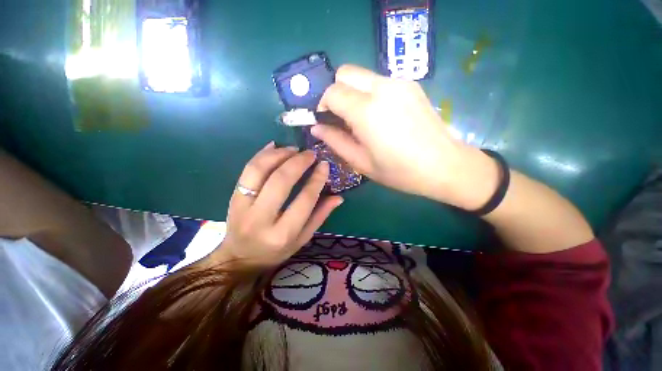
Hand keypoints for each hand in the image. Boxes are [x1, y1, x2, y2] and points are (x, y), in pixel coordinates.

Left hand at [215, 142, 342, 267]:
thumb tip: (339, 197)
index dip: (316, 179)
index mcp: (283, 234)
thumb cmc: (276, 251)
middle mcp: (261, 220)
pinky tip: (274, 147)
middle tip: (310, 153)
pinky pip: (246, 170)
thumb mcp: (303, 239)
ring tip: (293, 149)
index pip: (304, 200)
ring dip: (279, 155)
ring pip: (259, 171)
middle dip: (298, 162)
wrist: (240, 258)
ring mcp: (242, 207)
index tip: (324, 164)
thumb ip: (320, 216)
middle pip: (280, 181)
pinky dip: (262, 155)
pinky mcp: (232, 197)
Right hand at [312, 65, 497, 209]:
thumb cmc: (399, 171)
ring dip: (353, 92)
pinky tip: (380, 115)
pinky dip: (369, 93)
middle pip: (345, 72)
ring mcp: (400, 83)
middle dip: (336, 92)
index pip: (332, 91)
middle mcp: (383, 88)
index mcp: (367, 111)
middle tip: (341, 117)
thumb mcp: (361, 162)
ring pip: (362, 75)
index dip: (323, 104)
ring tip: (361, 119)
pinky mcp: (411, 84)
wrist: (444, 165)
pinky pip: (379, 81)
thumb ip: (335, 141)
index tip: (326, 120)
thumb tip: (316, 128)